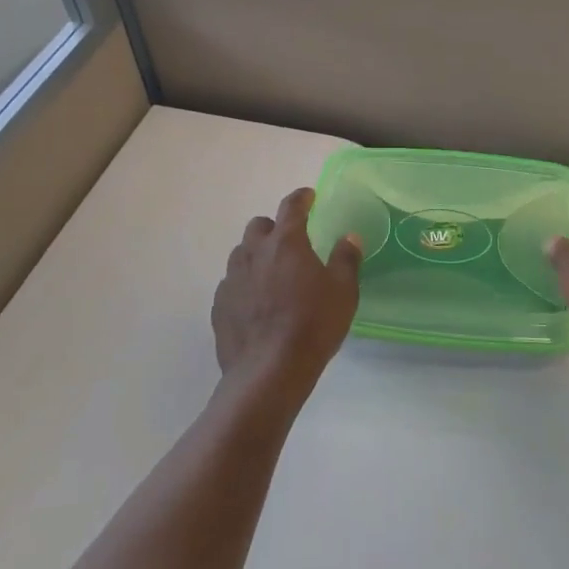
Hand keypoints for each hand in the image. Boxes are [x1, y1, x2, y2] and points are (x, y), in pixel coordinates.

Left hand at [212, 187, 361, 396]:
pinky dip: (245, 285)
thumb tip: (349, 237)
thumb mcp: (343, 291)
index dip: (301, 198)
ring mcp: (231, 279)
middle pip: (259, 227)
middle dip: (274, 228)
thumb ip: (346, 259)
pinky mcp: (219, 306)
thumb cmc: (312, 325)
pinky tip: (257, 305)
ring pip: (241, 254)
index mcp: (286, 243)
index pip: (291, 207)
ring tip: (273, 276)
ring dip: (257, 256)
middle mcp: (253, 253)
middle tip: (291, 243)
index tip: (309, 196)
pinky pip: (231, 284)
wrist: (268, 372)